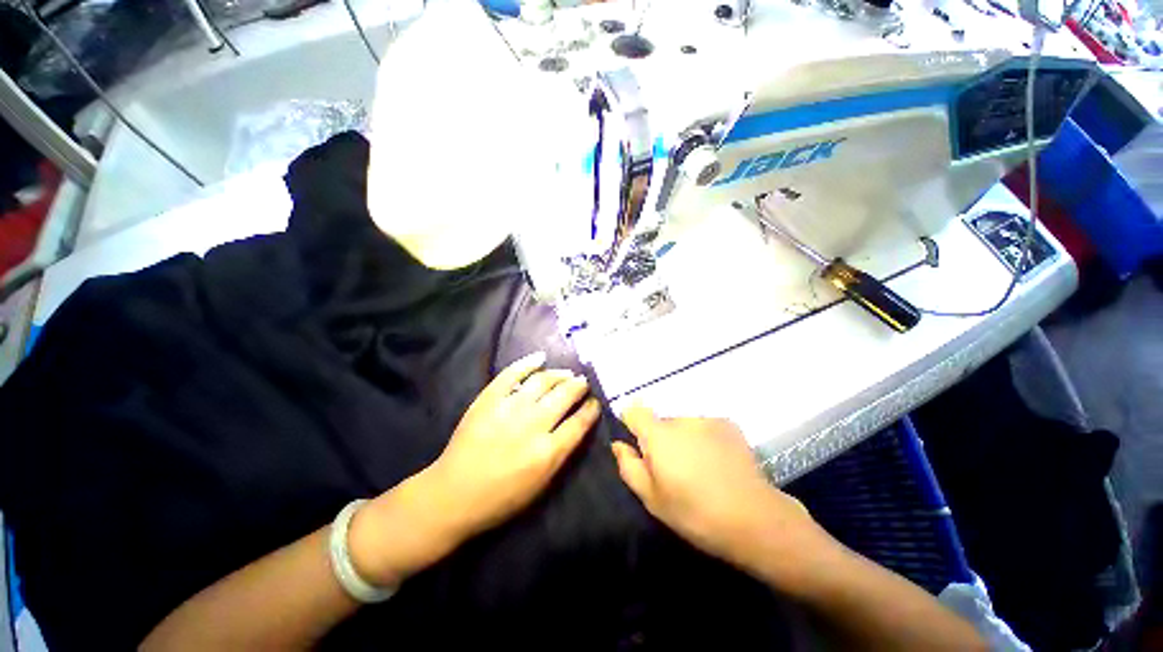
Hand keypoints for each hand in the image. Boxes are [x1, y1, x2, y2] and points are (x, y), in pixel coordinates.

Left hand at [429, 351, 600, 536]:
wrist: (453, 496)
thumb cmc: (501, 498)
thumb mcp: (540, 485)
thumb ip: (562, 453)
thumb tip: (577, 424)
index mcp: (548, 452)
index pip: (579, 422)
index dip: (591, 409)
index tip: (594, 402)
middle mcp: (532, 425)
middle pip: (564, 396)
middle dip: (579, 386)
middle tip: (583, 382)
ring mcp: (509, 409)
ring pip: (543, 381)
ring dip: (559, 374)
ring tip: (566, 373)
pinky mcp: (488, 399)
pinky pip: (512, 374)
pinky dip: (527, 362)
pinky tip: (540, 357)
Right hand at [612, 405, 818, 574]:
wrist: (755, 519)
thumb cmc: (696, 513)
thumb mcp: (653, 499)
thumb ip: (629, 467)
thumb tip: (618, 444)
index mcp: (659, 435)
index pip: (635, 410)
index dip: (631, 423)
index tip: (638, 445)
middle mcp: (681, 419)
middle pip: (660, 421)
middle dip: (661, 439)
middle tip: (674, 469)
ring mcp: (707, 420)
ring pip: (683, 425)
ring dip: (684, 439)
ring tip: (699, 468)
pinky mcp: (728, 424)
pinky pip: (704, 427)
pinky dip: (704, 439)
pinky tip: (718, 463)